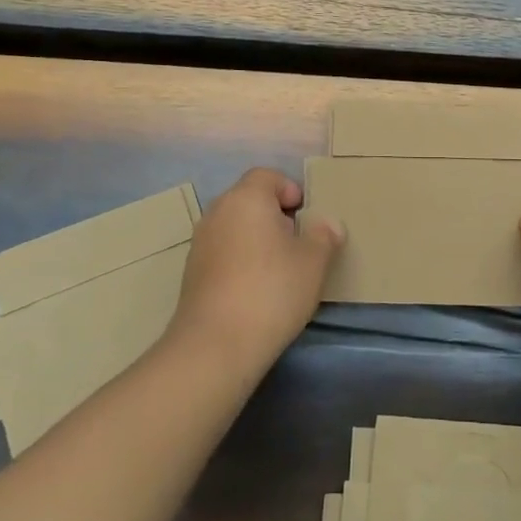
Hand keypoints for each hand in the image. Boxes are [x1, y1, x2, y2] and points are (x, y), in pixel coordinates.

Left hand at [169, 168, 343, 380]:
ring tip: (279, 269)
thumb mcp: (313, 262)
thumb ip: (324, 236)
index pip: (267, 176)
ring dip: (256, 239)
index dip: (290, 190)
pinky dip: (240, 260)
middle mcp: (218, 212)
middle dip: (275, 216)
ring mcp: (200, 242)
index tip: (306, 217)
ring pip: (235, 227)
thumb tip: (328, 224)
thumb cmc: (272, 290)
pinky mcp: (191, 272)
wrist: (216, 344)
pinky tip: (255, 289)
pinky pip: (223, 251)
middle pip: (249, 200)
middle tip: (297, 243)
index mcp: (247, 198)